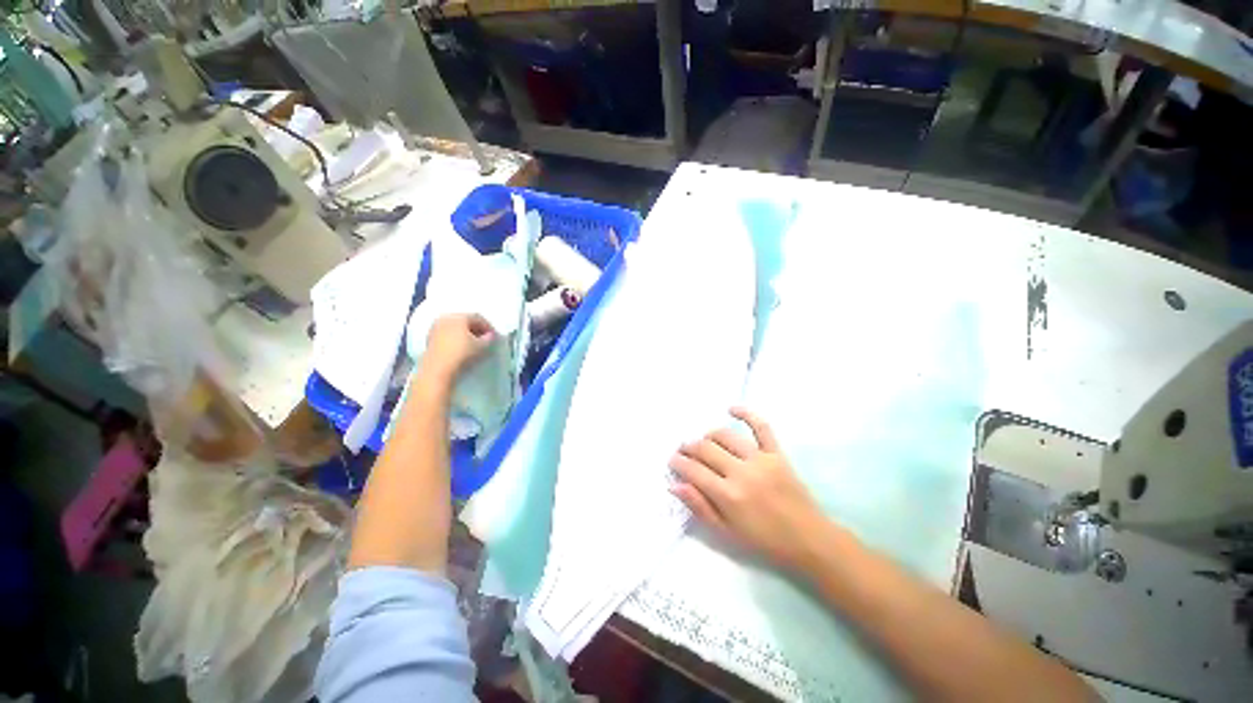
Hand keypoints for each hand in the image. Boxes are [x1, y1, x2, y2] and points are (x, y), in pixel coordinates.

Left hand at [421, 313, 494, 384]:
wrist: (437, 370)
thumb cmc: (462, 354)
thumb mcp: (481, 347)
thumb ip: (488, 339)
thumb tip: (489, 336)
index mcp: (459, 317)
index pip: (477, 317)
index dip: (488, 326)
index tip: (494, 336)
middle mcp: (445, 318)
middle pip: (465, 320)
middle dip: (476, 329)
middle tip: (485, 339)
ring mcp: (435, 328)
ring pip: (454, 327)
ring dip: (465, 334)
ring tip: (473, 344)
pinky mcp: (429, 339)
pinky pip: (446, 334)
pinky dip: (455, 338)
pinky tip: (461, 348)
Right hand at [669, 407, 831, 571]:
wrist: (809, 539)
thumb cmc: (764, 540)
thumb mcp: (727, 532)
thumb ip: (700, 506)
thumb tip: (674, 486)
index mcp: (728, 495)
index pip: (694, 470)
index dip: (678, 463)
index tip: (672, 460)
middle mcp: (741, 472)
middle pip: (706, 449)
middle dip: (689, 447)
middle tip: (683, 450)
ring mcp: (761, 459)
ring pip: (725, 436)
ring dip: (708, 435)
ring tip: (703, 441)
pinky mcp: (777, 452)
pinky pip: (761, 426)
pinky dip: (746, 414)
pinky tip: (731, 408)